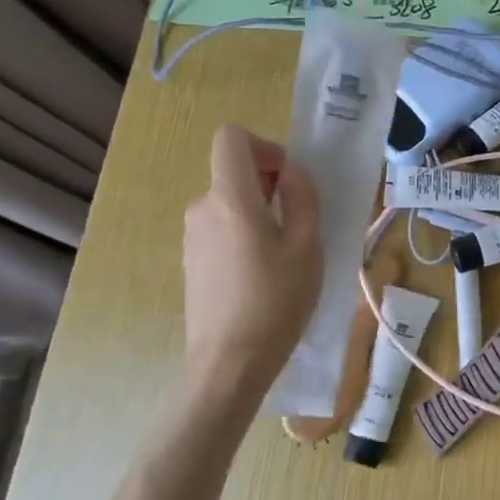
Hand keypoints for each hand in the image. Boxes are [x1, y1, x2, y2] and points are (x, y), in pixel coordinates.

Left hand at [182, 126, 320, 386]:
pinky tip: (263, 272)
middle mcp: (202, 207)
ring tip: (286, 253)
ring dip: (260, 211)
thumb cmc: (277, 300)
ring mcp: (191, 235)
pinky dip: (244, 233)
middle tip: (301, 222)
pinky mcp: (191, 259)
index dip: (264, 146)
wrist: (230, 362)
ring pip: (230, 202)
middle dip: (269, 184)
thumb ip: (302, 196)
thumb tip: (291, 170)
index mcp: (230, 198)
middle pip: (234, 171)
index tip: (289, 178)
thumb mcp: (308, 245)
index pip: (231, 137)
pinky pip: (221, 227)